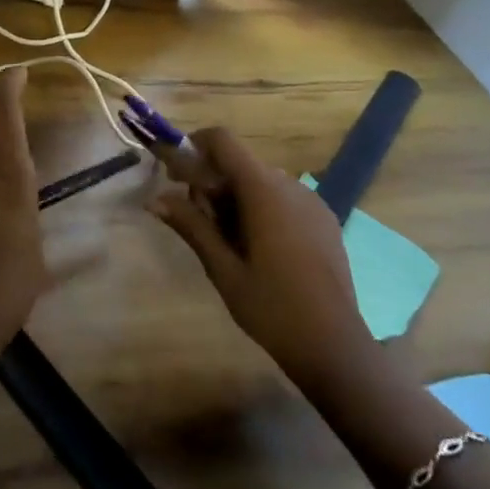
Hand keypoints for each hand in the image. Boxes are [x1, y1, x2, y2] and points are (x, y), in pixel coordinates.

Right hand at [151, 127, 374, 395]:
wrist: (335, 347)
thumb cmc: (272, 307)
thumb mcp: (222, 269)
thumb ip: (190, 226)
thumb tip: (154, 199)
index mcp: (264, 191)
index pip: (223, 141)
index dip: (194, 146)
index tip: (175, 174)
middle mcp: (291, 186)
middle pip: (240, 163)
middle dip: (212, 182)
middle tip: (198, 222)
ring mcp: (312, 202)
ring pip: (261, 181)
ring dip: (236, 197)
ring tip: (228, 242)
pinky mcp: (324, 220)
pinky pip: (283, 198)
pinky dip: (261, 208)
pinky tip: (259, 249)